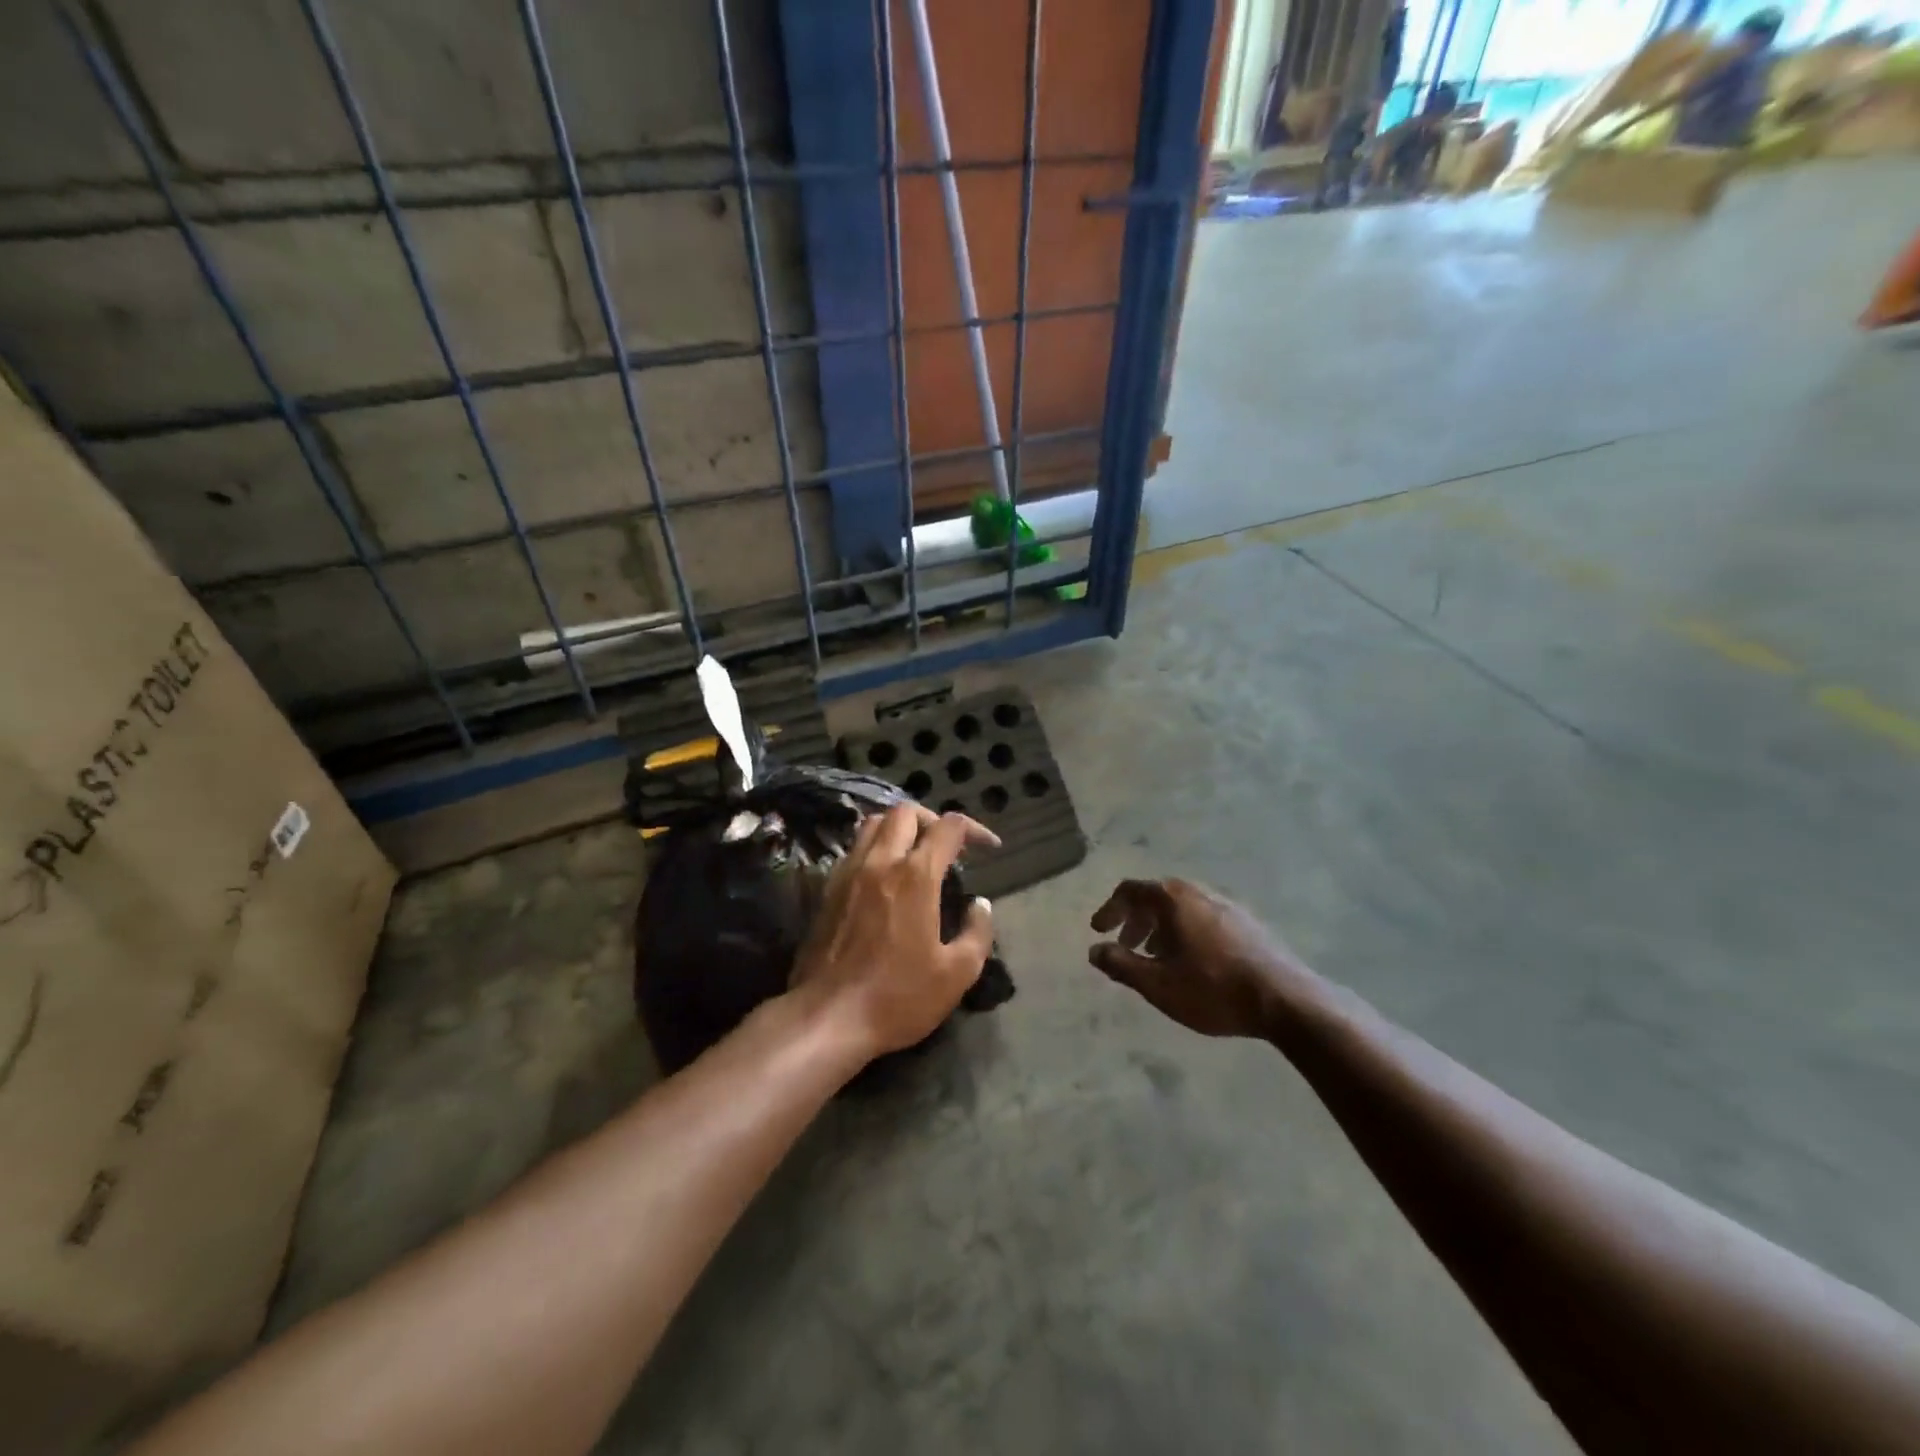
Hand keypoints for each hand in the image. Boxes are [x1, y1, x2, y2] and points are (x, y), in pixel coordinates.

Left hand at [793, 803, 998, 1061]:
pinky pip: (854, 848)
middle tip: (947, 846)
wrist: (827, 1017)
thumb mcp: (956, 975)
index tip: (988, 847)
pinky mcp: (828, 889)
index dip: (974, 829)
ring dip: (899, 828)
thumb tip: (981, 905)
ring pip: (873, 823)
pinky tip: (884, 876)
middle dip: (932, 819)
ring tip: (915, 853)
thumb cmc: (897, 997)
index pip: (948, 827)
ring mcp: (849, 873)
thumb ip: (977, 933)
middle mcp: (880, 862)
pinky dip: (874, 847)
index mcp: (915, 876)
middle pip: (905, 812)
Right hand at [1089, 878, 1299, 1037]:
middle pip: (1156, 896)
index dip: (1110, 909)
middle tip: (1126, 946)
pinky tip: (1192, 962)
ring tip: (1156, 957)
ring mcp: (1227, 905)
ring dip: (1161, 927)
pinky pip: (1203, 918)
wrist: (1286, 1000)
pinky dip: (1185, 932)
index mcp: (1173, 900)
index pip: (1130, 890)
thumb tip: (1094, 951)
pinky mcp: (1247, 923)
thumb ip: (1121, 965)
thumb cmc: (1213, 989)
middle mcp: (1198, 893)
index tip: (1099, 930)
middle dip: (1135, 919)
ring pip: (1182, 908)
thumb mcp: (1158, 983)